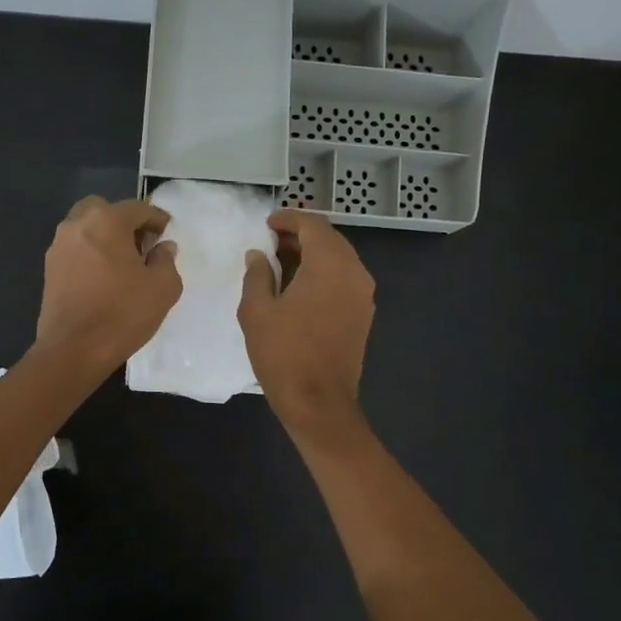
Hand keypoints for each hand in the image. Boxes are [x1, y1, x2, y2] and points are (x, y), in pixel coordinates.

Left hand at [34, 196, 181, 375]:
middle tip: (141, 244)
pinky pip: (74, 249)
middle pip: (103, 209)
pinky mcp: (49, 269)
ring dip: (104, 236)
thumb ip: (166, 260)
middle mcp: (77, 225)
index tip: (168, 232)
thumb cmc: (122, 314)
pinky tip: (103, 277)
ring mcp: (58, 247)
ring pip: (85, 227)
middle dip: (124, 221)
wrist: (73, 350)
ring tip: (123, 262)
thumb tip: (163, 247)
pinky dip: (90, 253)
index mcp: (106, 221)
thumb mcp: (162, 288)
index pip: (137, 208)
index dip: (157, 218)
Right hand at [239, 209, 375, 437]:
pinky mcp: (363, 314)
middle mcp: (354, 272)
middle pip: (330, 239)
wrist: (318, 402)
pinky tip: (298, 288)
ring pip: (338, 259)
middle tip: (270, 243)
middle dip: (300, 235)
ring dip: (312, 255)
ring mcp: (363, 295)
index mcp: (330, 264)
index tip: (266, 224)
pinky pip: (343, 279)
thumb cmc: (283, 353)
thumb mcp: (257, 310)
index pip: (313, 224)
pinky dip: (322, 274)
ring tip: (280, 264)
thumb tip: (258, 255)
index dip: (288, 219)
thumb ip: (257, 274)